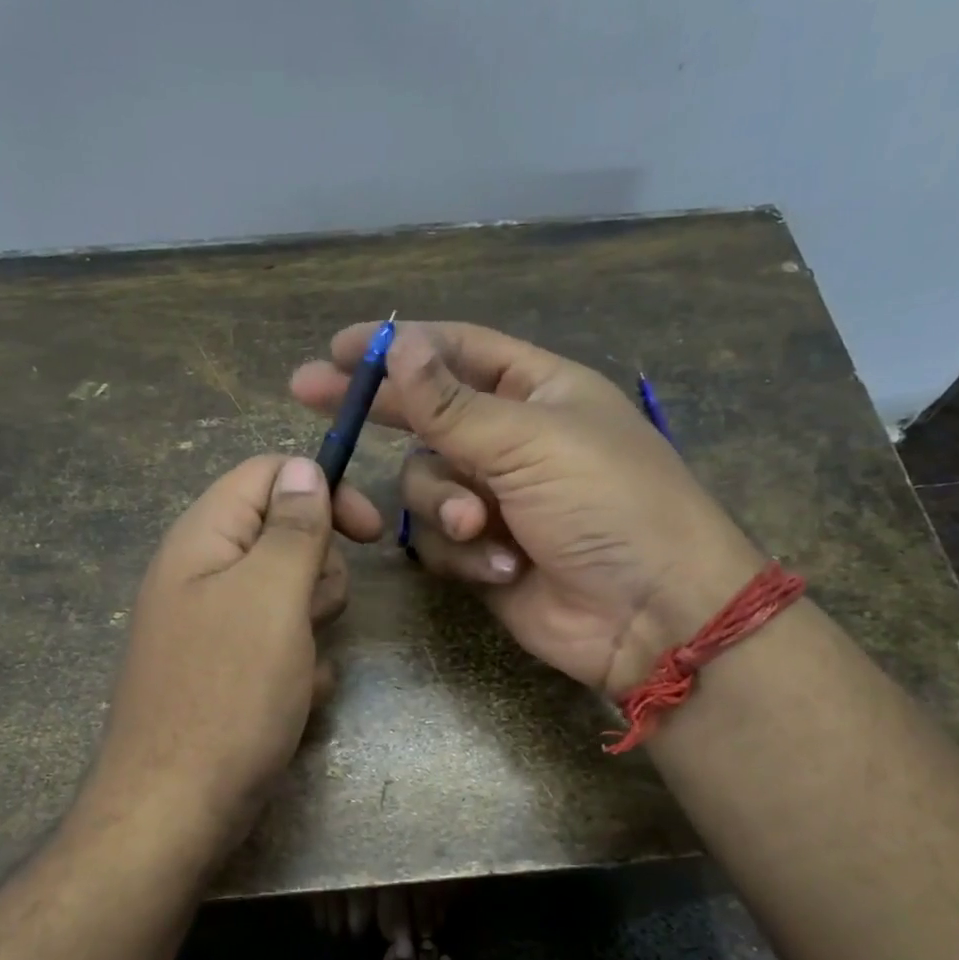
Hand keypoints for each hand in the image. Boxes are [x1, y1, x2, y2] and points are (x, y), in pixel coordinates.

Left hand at [81, 455, 381, 852]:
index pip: (268, 475)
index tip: (369, 531)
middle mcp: (205, 573)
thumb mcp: (271, 598)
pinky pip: (284, 645)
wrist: (177, 807)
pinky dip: (300, 667)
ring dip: (313, 626)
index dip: (322, 489)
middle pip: (286, 535)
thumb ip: (292, 527)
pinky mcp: (230, 671)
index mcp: (204, 539)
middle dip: (317, 573)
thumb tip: (304, 468)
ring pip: (292, 595)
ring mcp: (216, 625)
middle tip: (309, 616)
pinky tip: (293, 701)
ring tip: (299, 666)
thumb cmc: (228, 694)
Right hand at [291, 322, 764, 695]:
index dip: (400, 345)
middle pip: (425, 415)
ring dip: (445, 506)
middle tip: (308, 395)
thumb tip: (397, 345)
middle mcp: (510, 440)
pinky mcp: (482, 553)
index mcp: (537, 392)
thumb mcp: (530, 441)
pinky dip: (464, 553)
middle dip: (377, 411)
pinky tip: (504, 568)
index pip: (457, 351)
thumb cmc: (608, 505)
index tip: (338, 348)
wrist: (650, 614)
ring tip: (482, 527)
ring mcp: (494, 500)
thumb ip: (452, 403)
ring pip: (423, 485)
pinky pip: (439, 541)